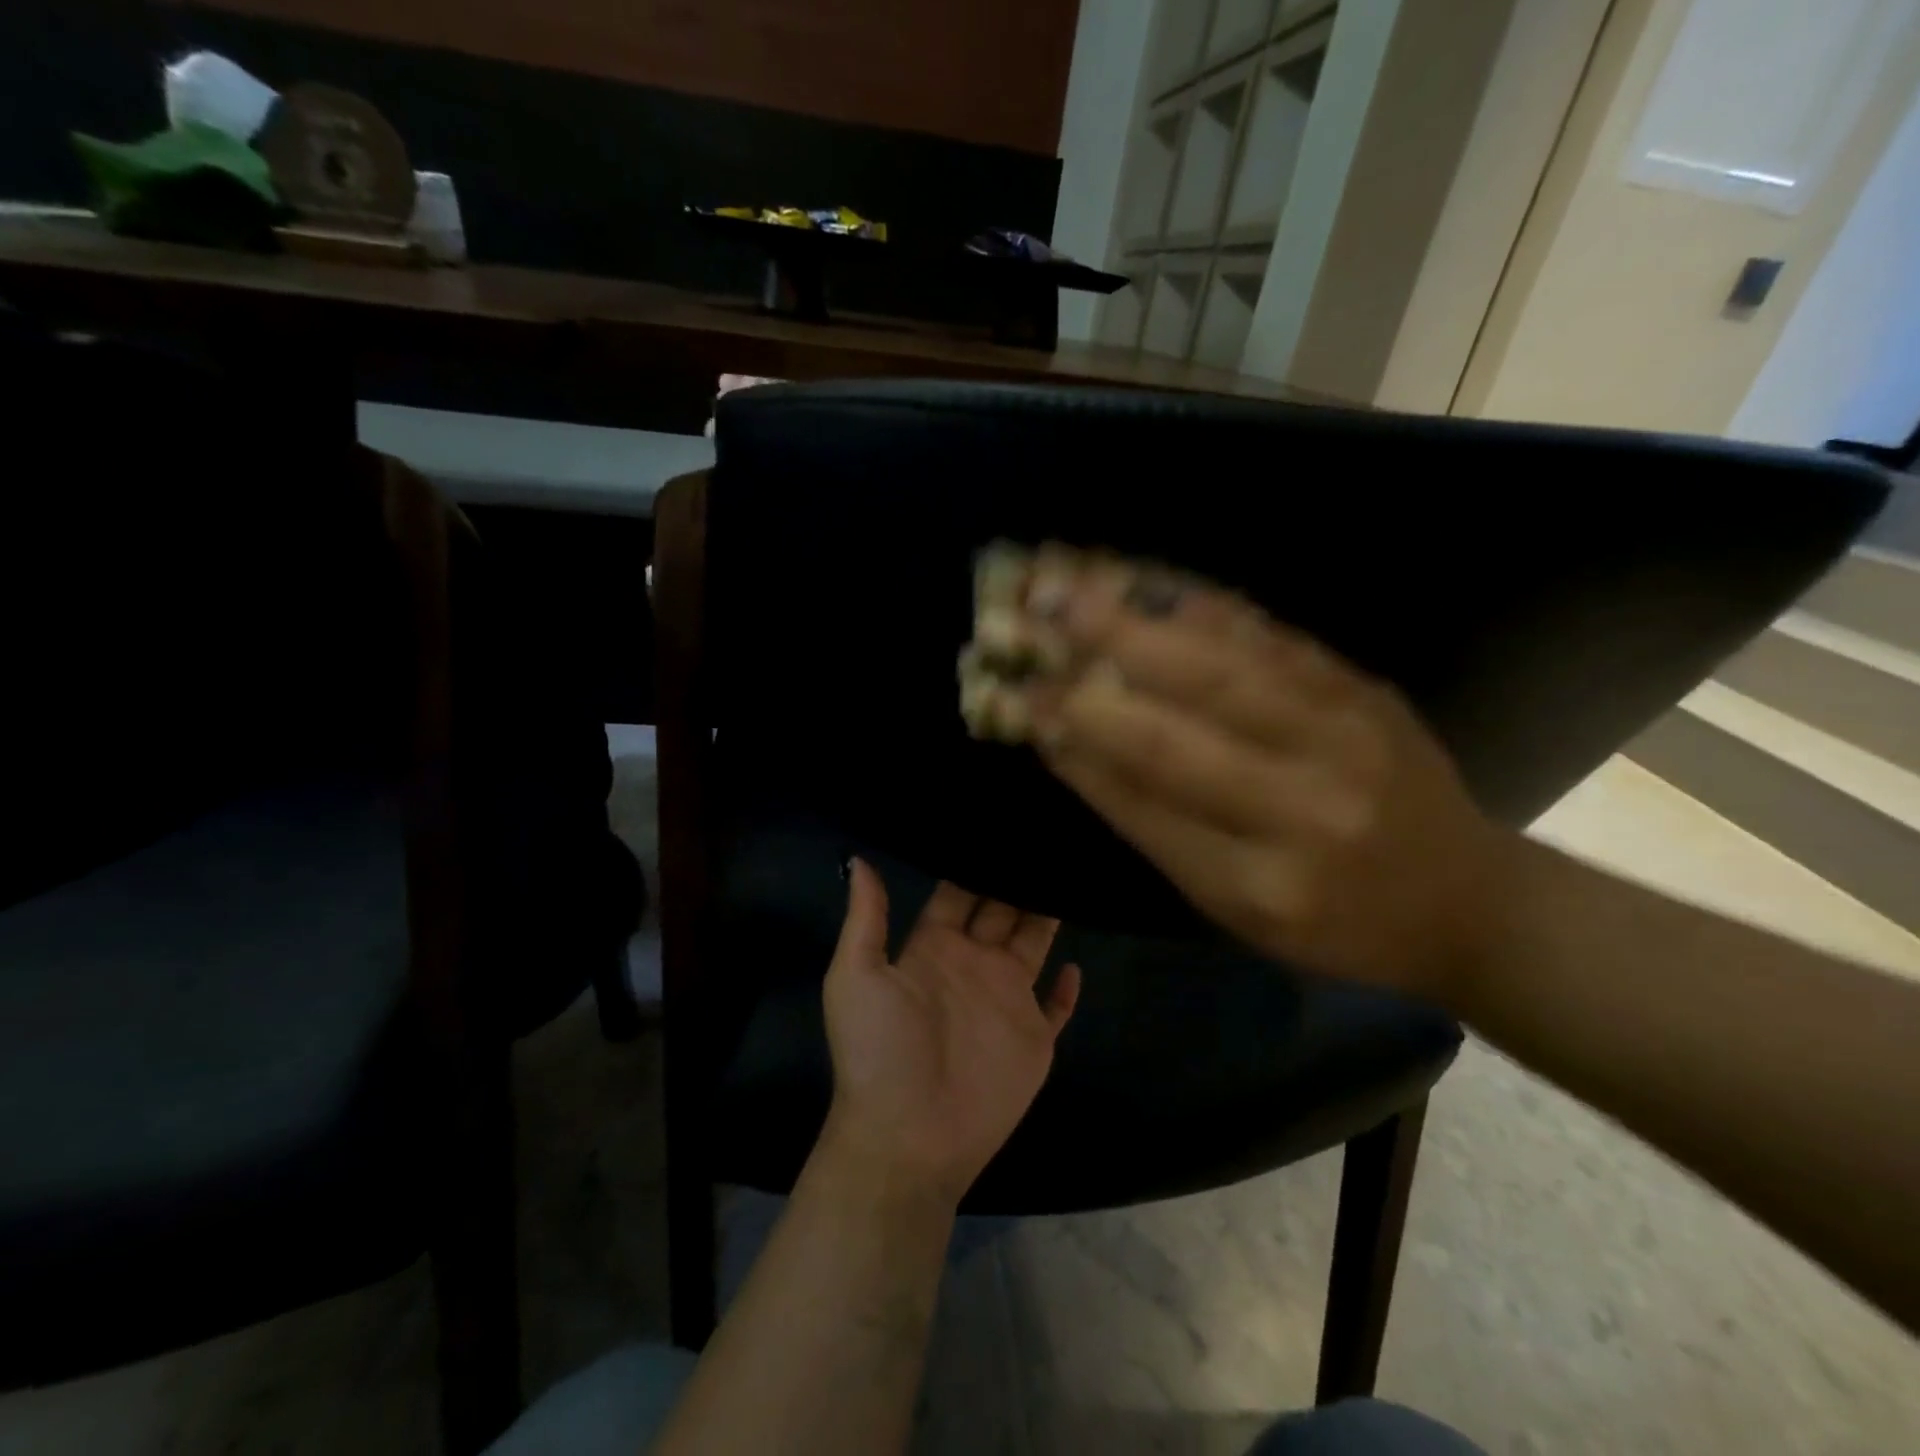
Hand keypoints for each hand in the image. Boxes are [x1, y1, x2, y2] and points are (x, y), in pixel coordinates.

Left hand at [820, 861, 1080, 1205]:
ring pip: (1033, 944)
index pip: (957, 893)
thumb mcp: (855, 976)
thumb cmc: (878, 1051)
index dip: (973, 861)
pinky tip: (1076, 963)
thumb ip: (866, 918)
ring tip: (1069, 873)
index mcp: (933, 947)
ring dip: (1047, 914)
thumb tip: (860, 858)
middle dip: (1017, 877)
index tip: (996, 824)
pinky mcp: (1034, 1037)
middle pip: (1001, 909)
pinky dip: (1067, 988)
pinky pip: (1056, 1007)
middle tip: (1044, 835)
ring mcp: (1006, 1000)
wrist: (908, 1137)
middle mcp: (973, 964)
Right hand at [1022, 556, 1505, 1005]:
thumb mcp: (1230, 904)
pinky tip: (1144, 575)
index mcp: (1263, 881)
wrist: (1466, 898)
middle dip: (1096, 659)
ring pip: (1224, 659)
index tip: (1018, 697)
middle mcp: (1308, 803)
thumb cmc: (1331, 923)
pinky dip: (1195, 600)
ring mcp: (1345, 731)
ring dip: (1138, 613)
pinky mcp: (1360, 684)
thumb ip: (1150, 823)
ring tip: (1070, 575)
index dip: (1075, 740)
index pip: (1145, 797)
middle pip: (1185, 718)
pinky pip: (1266, 633)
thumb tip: (1067, 741)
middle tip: (1030, 612)